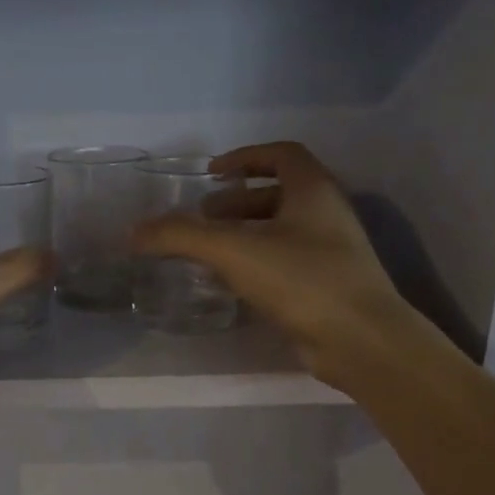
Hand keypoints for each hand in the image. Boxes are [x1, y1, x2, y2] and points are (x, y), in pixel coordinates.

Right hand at [133, 141, 415, 386]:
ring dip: (243, 233)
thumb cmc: (302, 279)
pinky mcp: (325, 286)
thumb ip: (181, 236)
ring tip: (207, 251)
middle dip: (235, 201)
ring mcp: (330, 252)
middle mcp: (326, 214)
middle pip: (278, 193)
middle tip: (201, 217)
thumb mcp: (233, 250)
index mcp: (313, 190)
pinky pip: (284, 262)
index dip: (245, 156)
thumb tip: (133, 231)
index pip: (282, 154)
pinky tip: (229, 282)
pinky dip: (254, 263)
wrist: (360, 340)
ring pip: (280, 230)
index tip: (212, 173)